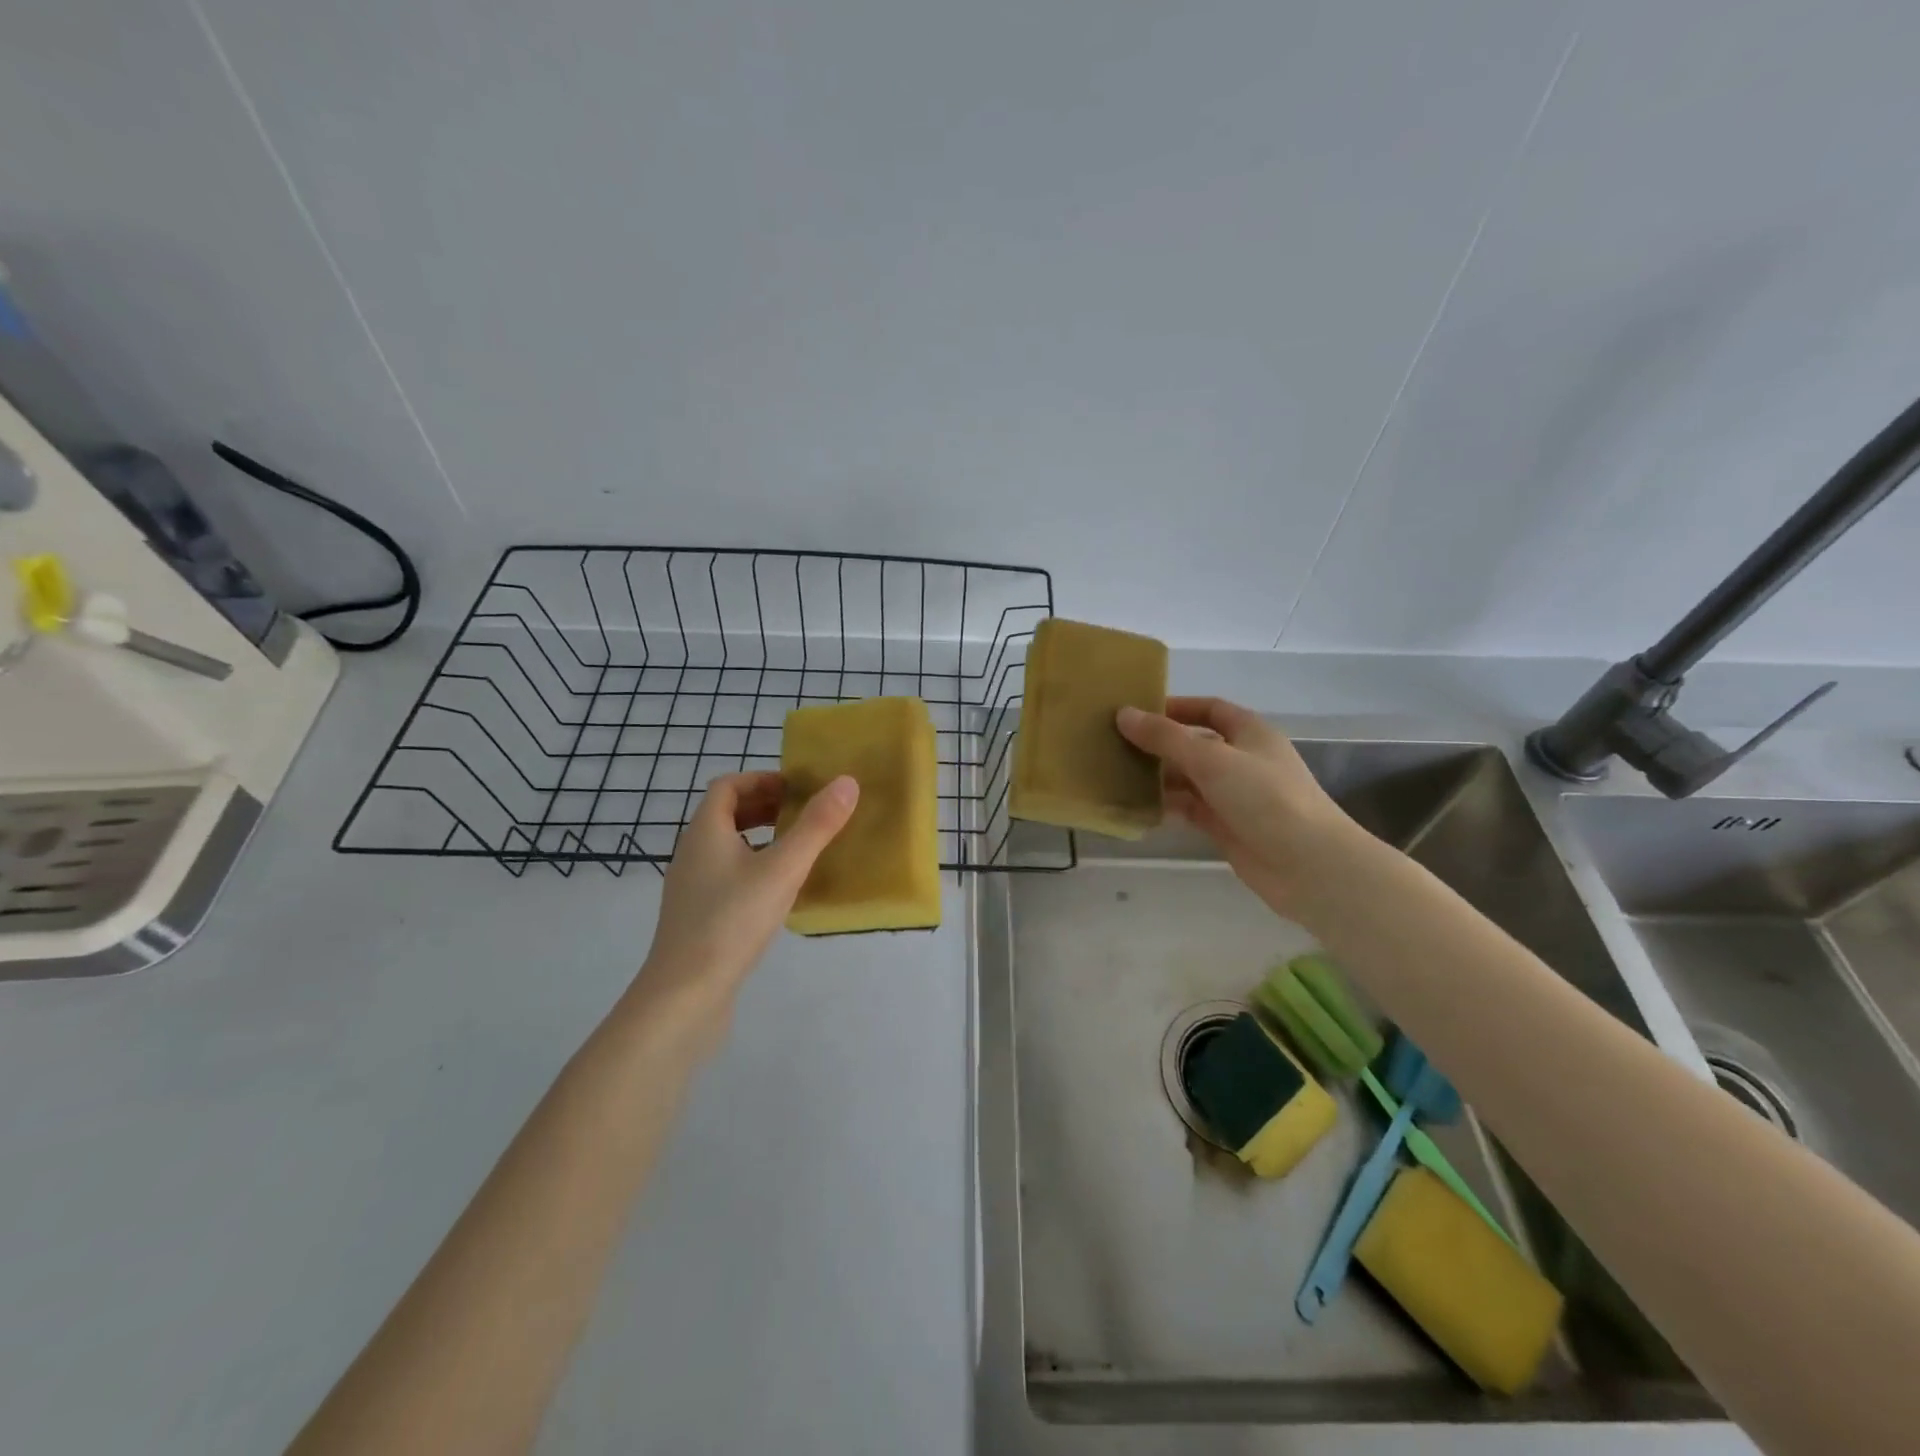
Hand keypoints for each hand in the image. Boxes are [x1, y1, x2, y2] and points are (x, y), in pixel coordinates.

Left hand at [626, 771, 858, 1052]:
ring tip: (797, 851)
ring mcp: (691, 889)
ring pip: (726, 848)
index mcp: (705, 832)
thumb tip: (847, 782)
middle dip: (764, 807)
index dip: (761, 779)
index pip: (726, 786)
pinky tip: (779, 894)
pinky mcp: (697, 919)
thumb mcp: (782, 869)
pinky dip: (753, 870)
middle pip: (725, 815)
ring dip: (760, 839)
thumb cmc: (732, 922)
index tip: (797, 789)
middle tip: (804, 815)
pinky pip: (726, 877)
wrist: (683, 996)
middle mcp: (692, 854)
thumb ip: (816, 826)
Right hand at [1117, 697, 1361, 920]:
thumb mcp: (1212, 759)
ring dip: (1158, 777)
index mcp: (1249, 732)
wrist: (1307, 864)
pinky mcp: (1226, 826)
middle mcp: (1242, 759)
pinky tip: (1136, 807)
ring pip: (1188, 778)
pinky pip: (1188, 809)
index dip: (1175, 707)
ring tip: (1116, 775)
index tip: (1136, 712)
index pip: (1209, 709)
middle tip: (1114, 745)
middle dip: (1159, 744)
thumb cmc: (1265, 797)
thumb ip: (1165, 737)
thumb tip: (1123, 714)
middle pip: (1194, 744)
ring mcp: (1234, 795)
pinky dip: (1166, 806)